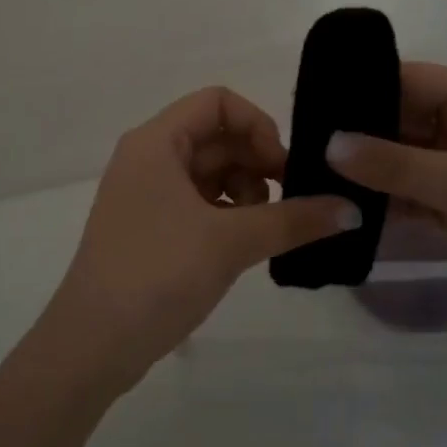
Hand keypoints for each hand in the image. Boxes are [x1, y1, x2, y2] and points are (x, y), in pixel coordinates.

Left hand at [35, 87, 359, 397]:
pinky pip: (197, 202)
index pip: (217, 102)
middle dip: (257, 162)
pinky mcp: (149, 227)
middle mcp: (148, 157)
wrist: (93, 343)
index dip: (258, 125)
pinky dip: (226, 214)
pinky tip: (245, 244)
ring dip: (245, 191)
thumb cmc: (158, 273)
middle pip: (215, 137)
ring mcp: (145, 194)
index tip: (283, 168)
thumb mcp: (231, 242)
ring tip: (265, 229)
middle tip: (290, 203)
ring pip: (209, 172)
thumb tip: (353, 209)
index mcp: (156, 141)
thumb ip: (294, 220)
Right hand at [325, 62, 446, 343]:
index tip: (304, 106)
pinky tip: (339, 213)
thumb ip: (396, 166)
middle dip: (352, 136)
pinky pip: (408, 199)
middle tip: (294, 150)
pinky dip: (380, 206)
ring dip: (362, 175)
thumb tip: (328, 143)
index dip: (356, 89)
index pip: (402, 80)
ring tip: (305, 182)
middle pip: (395, 122)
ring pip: (397, 164)